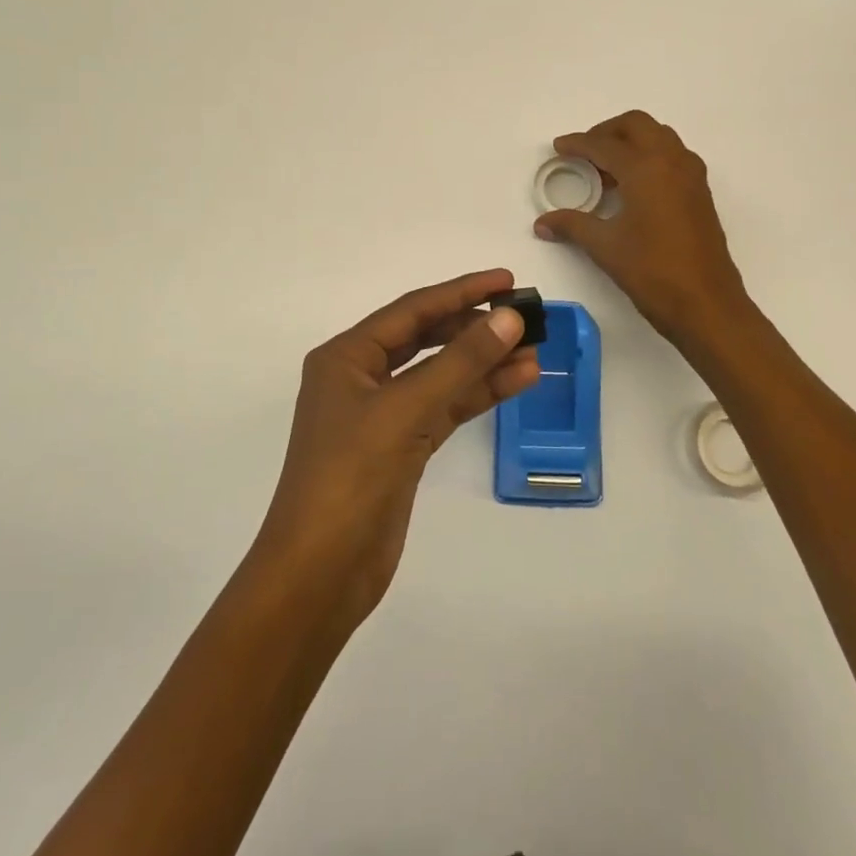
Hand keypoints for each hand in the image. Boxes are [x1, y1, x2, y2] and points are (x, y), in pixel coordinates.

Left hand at [253, 269, 539, 625]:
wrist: (320, 574)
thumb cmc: (351, 478)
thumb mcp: (406, 410)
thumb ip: (460, 362)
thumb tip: (509, 318)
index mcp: (347, 357)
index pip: (413, 311)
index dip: (461, 292)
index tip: (507, 281)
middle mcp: (362, 378)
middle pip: (428, 338)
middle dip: (475, 326)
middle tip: (525, 316)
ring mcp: (383, 415)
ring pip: (441, 375)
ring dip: (485, 362)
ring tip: (535, 349)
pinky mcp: (402, 449)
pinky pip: (446, 408)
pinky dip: (479, 394)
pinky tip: (518, 381)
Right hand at [534, 112, 748, 342]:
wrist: (707, 304)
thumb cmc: (652, 271)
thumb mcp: (605, 247)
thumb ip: (572, 225)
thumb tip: (542, 223)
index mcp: (646, 168)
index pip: (604, 145)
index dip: (577, 144)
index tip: (558, 148)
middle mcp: (671, 161)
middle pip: (636, 125)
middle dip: (607, 132)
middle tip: (585, 153)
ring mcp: (691, 175)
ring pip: (659, 137)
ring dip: (631, 142)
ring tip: (607, 170)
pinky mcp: (700, 193)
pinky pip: (672, 156)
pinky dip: (650, 157)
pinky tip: (633, 188)